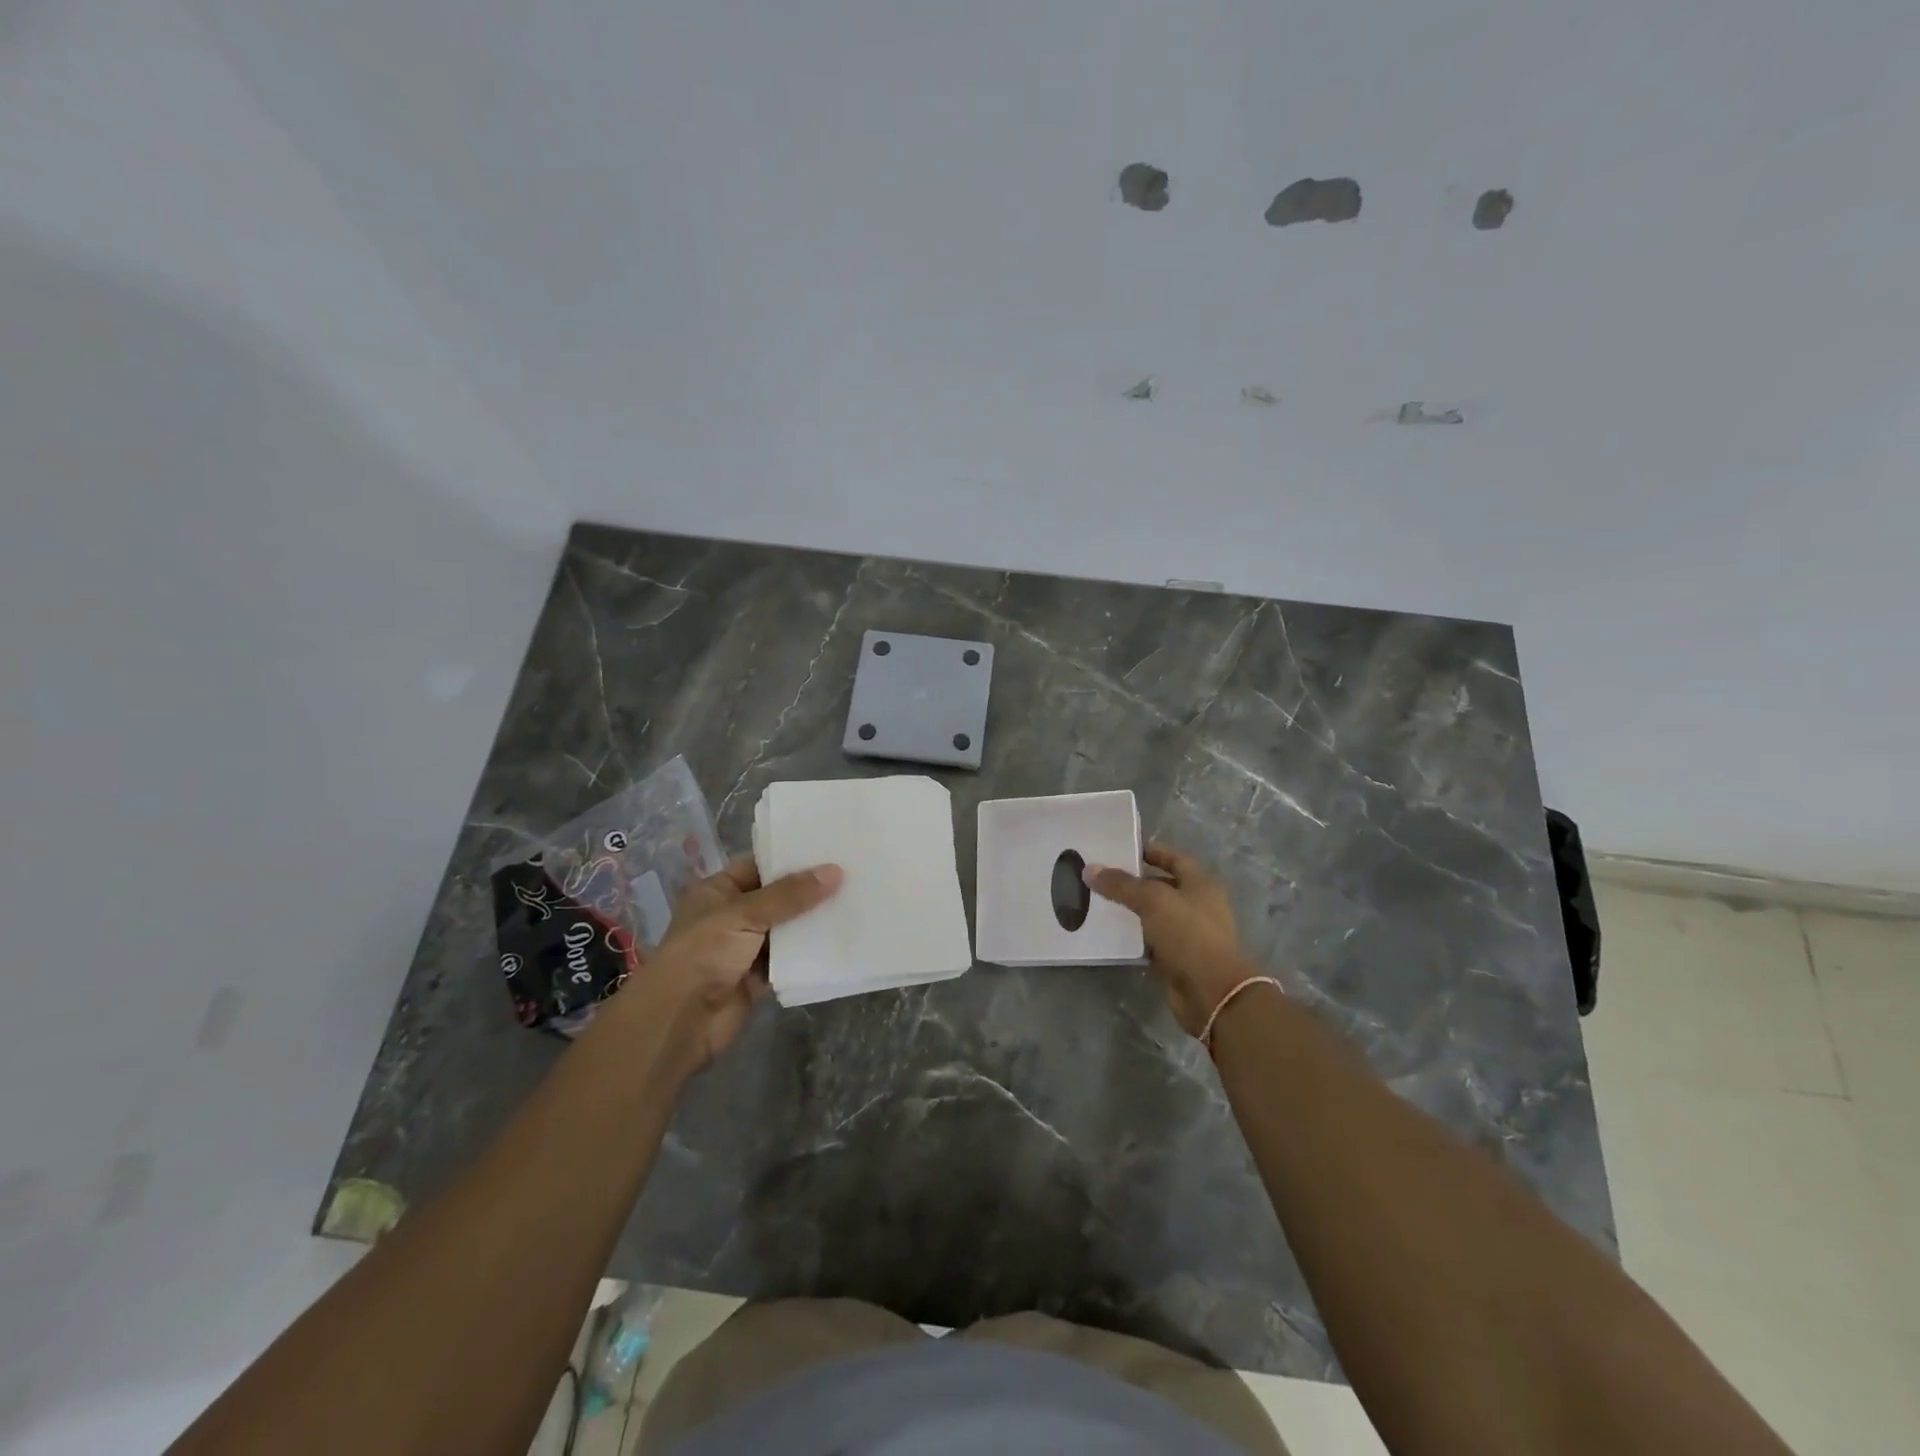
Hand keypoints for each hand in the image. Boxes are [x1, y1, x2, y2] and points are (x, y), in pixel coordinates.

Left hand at [633, 855, 841, 1074]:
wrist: (679, 1022)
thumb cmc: (703, 954)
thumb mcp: (745, 914)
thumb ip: (790, 895)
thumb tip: (835, 871)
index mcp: (717, 891)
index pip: (758, 865)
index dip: (790, 857)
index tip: (829, 848)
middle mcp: (731, 916)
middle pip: (776, 897)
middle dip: (809, 889)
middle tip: (851, 872)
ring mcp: (744, 948)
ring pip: (786, 929)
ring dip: (813, 921)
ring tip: (854, 901)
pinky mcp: (757, 978)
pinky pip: (789, 960)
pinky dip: (809, 953)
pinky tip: (841, 939)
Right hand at [1087, 844, 1257, 1036]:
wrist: (1210, 991)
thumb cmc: (1188, 934)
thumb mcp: (1152, 900)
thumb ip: (1121, 884)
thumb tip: (1089, 869)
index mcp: (1200, 885)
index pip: (1175, 859)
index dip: (1151, 852)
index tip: (1122, 850)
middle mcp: (1198, 906)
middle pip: (1163, 887)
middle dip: (1135, 882)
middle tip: (1102, 877)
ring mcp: (1189, 934)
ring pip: (1155, 916)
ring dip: (1132, 911)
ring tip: (1099, 902)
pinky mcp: (1177, 959)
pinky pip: (1151, 941)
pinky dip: (1134, 937)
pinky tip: (1110, 933)